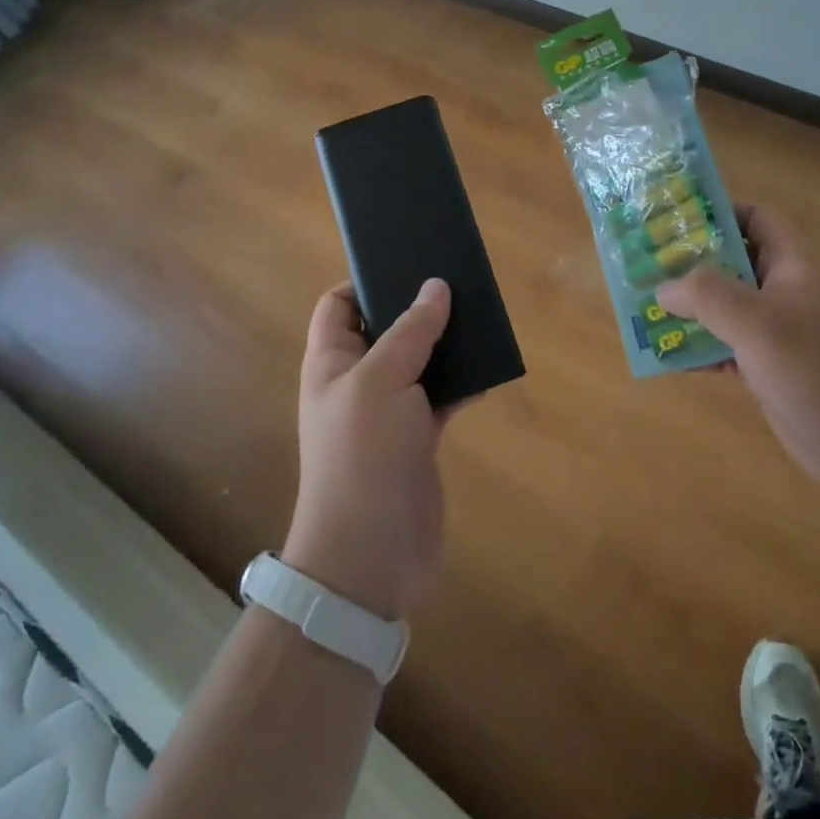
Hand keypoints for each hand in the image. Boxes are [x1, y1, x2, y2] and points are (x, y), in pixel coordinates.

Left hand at [283, 278, 452, 620]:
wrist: (370, 554)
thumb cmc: (363, 455)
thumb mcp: (382, 381)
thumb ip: (411, 331)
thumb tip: (435, 286)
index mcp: (332, 361)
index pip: (337, 304)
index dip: (364, 280)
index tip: (407, 263)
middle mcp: (357, 380)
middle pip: (385, 327)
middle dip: (416, 306)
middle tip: (457, 282)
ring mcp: (388, 411)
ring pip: (418, 360)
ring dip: (445, 342)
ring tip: (480, 315)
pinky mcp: (417, 437)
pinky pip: (440, 395)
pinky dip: (461, 381)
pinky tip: (488, 367)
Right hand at [657, 205, 819, 492]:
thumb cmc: (818, 371)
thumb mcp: (758, 324)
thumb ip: (707, 296)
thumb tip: (663, 288)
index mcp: (793, 268)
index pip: (758, 219)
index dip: (720, 213)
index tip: (676, 223)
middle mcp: (787, 293)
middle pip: (735, 263)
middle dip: (691, 265)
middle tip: (648, 268)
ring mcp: (782, 334)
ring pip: (728, 309)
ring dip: (691, 310)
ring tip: (647, 311)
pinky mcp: (774, 370)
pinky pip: (730, 348)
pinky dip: (702, 349)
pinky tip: (671, 359)